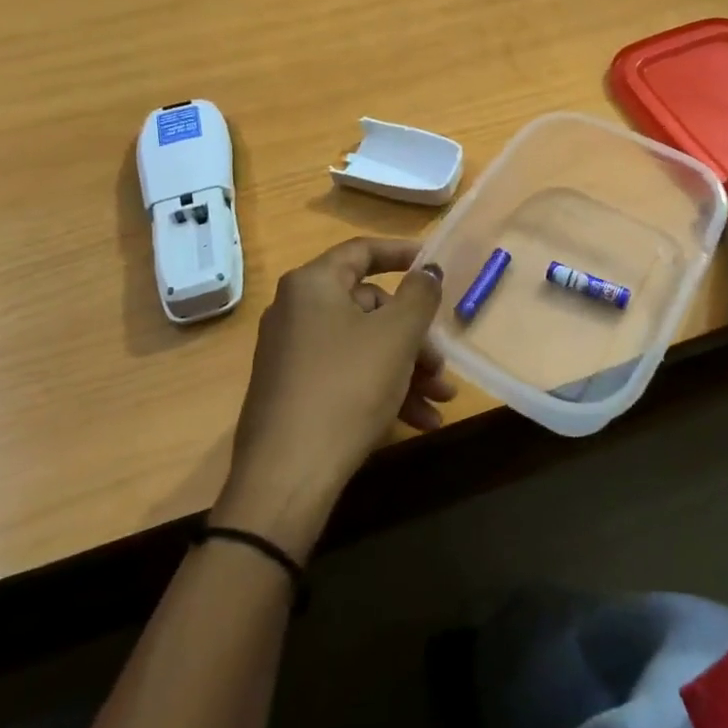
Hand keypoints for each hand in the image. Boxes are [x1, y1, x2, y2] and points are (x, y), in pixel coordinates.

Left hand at [215, 239, 450, 557]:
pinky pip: (346, 376)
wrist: (286, 477)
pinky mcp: (293, 392)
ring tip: (441, 401)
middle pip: (369, 307)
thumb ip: (420, 295)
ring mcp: (291, 354)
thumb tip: (428, 270)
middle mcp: (296, 311)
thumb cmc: (347, 388)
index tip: (434, 264)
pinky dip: (382, 390)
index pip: (362, 251)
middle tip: (441, 365)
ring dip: (407, 370)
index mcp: (313, 285)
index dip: (401, 253)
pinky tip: (418, 421)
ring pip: (363, 347)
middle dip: (414, 336)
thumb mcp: (396, 336)